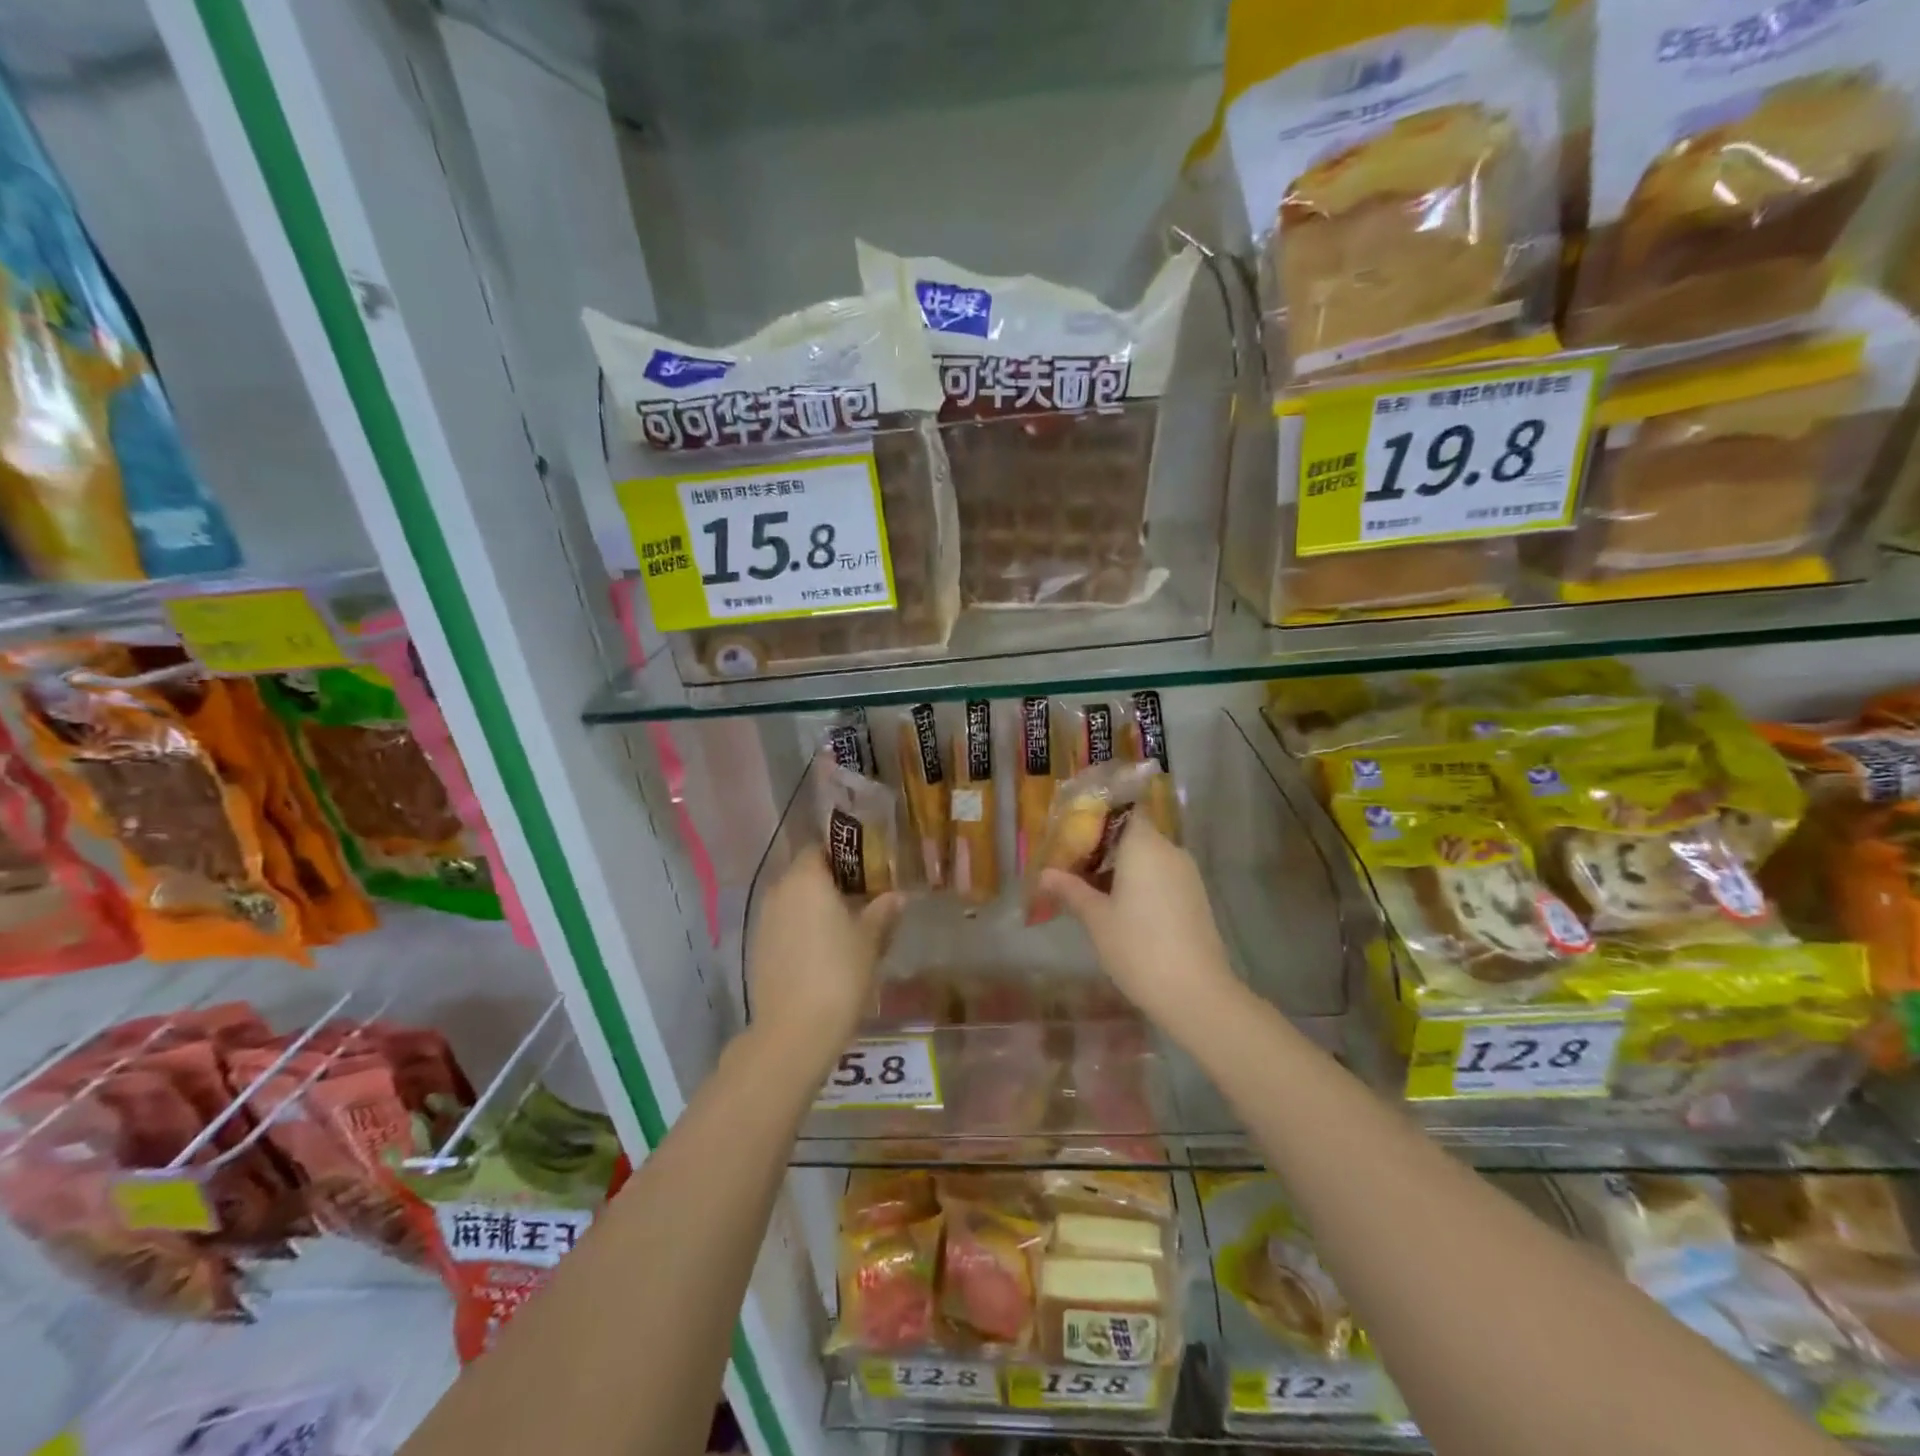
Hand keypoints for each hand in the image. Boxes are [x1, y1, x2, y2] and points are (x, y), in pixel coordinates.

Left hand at [747, 851, 901, 1068]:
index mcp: (806, 878)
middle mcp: (779, 891)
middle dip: (830, 883)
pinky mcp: (757, 949)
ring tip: (845, 926)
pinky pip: (783, 926)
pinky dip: (801, 930)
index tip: (865, 869)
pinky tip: (822, 951)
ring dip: (814, 907)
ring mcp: (764, 921)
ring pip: (792, 901)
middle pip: (805, 875)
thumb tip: (897, 896)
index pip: (819, 849)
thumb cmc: (839, 973)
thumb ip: (882, 912)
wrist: (795, 1030)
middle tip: (861, 898)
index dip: (842, 856)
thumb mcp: (870, 940)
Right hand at [1041, 818, 1238, 1035]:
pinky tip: (1118, 907)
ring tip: (1089, 888)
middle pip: (1133, 834)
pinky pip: (1161, 875)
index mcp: (1144, 845)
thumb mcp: (1096, 919)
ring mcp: (1186, 874)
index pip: (1122, 810)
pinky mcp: (1195, 897)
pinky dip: (1139, 882)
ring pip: (1147, 856)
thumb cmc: (1138, 947)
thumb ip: (1070, 890)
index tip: (1072, 832)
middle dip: (1102, 846)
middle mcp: (1169, 850)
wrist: (1196, 994)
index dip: (1096, 816)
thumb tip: (1044, 874)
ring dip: (1120, 867)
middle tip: (1071, 865)